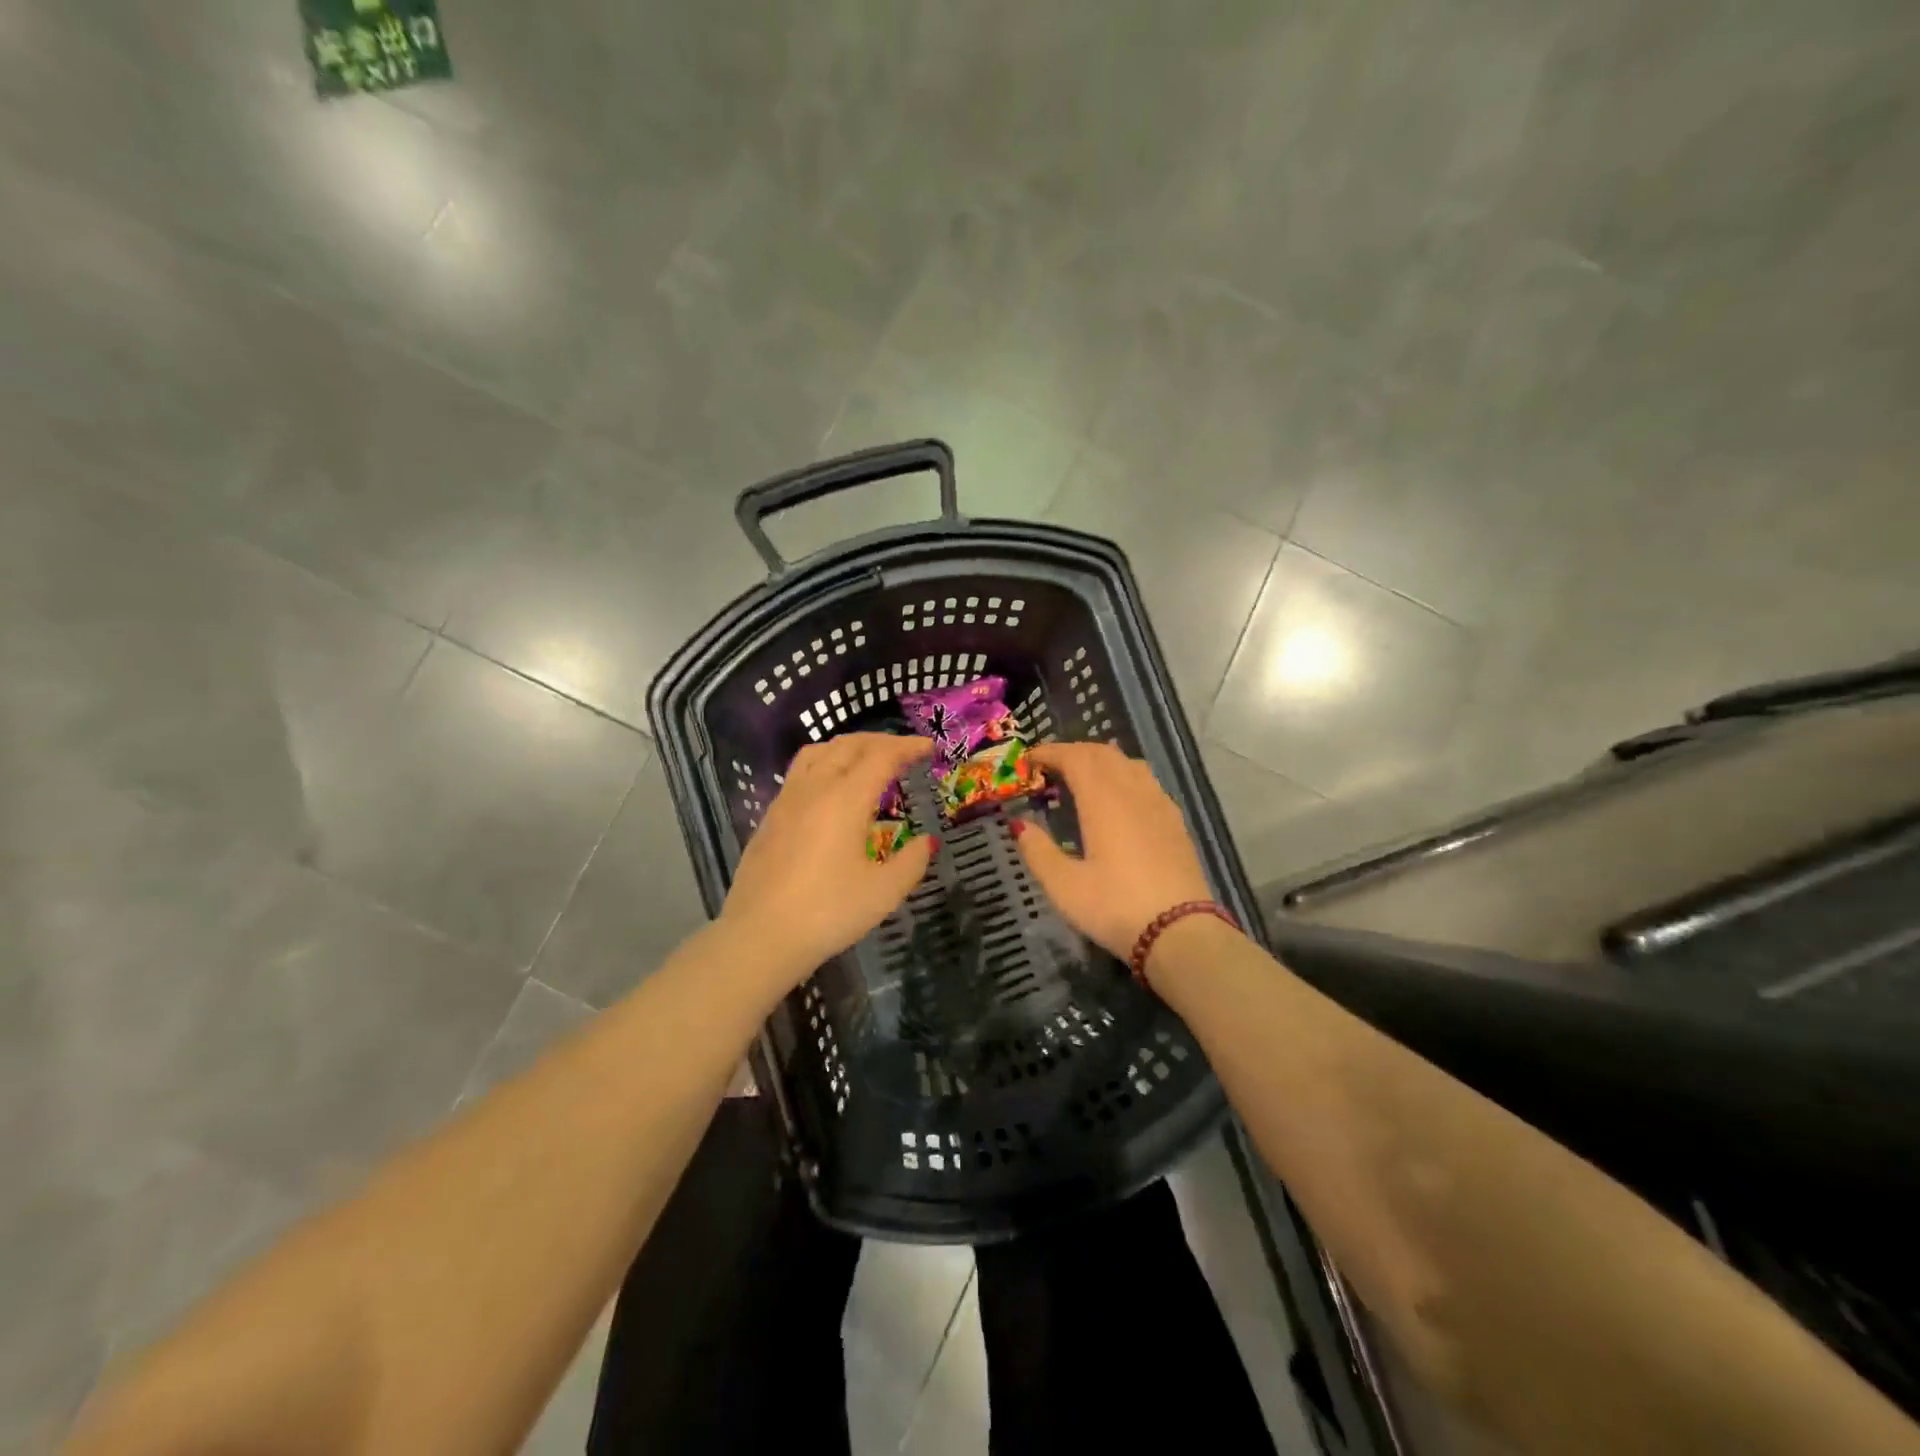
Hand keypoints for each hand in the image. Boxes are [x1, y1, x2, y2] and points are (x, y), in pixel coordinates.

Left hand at [719, 734, 936, 991]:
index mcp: (845, 799)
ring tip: (866, 761)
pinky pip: (800, 773)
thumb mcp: (883, 892)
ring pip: (818, 753)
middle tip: (904, 751)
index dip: (908, 747)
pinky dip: (825, 765)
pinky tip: (831, 791)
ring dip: (848, 748)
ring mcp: (786, 801)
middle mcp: (814, 789)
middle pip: (848, 746)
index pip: (881, 757)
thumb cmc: (828, 912)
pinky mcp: (770, 818)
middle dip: (880, 741)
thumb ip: (911, 862)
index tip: (928, 747)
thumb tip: (927, 842)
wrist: (760, 936)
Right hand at [1010, 742, 1213, 959]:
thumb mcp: (1064, 886)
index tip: (1030, 759)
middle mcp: (1133, 792)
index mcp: (1103, 800)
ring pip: (1129, 763)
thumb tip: (1019, 825)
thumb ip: (1038, 851)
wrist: (1181, 933)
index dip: (1050, 752)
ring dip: (1101, 761)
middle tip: (1050, 768)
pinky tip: (1119, 801)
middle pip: (1103, 753)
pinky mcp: (1175, 822)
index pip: (1075, 757)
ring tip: (1083, 779)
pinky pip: (1147, 781)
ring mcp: (1159, 804)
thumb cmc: (1115, 907)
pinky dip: (1124, 776)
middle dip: (1073, 752)